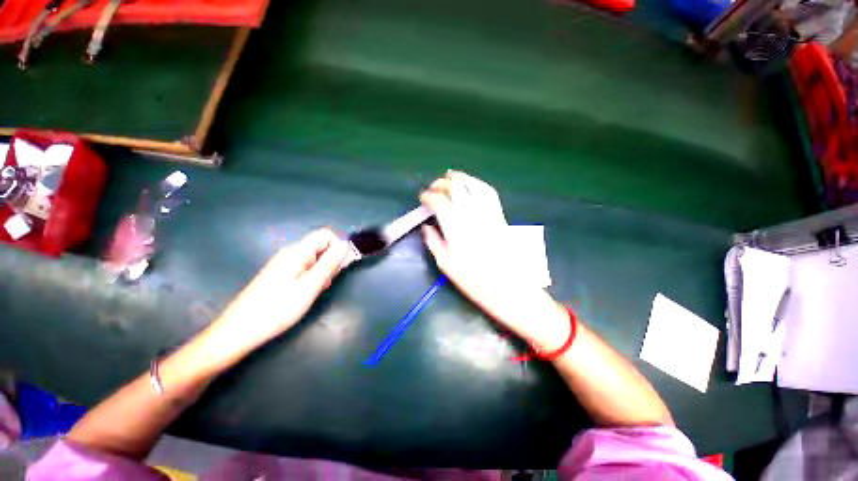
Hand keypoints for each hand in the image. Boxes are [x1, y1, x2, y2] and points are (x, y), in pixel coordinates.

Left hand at [207, 228, 350, 358]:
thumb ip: (329, 264)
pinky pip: (304, 268)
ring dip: (323, 270)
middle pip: (320, 246)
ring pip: (314, 259)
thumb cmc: (277, 309)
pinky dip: (313, 277)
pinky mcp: (280, 275)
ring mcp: (283, 264)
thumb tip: (345, 244)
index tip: (344, 265)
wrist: (238, 331)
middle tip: (329, 282)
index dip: (339, 246)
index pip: (326, 235)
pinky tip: (309, 292)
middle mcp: (290, 253)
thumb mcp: (310, 286)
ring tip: (319, 289)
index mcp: (297, 252)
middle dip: (332, 260)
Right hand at [420, 171, 567, 345]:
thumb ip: (433, 242)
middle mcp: (473, 217)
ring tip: (450, 176)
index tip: (422, 197)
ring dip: (460, 178)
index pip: (440, 203)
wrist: (510, 289)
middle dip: (442, 184)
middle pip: (456, 189)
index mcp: (456, 230)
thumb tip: (426, 226)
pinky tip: (471, 183)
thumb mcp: (446, 265)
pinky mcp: (500, 216)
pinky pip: (489, 193)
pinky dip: (478, 184)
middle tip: (433, 188)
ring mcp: (488, 214)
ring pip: (473, 186)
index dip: (428, 197)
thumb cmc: (475, 282)